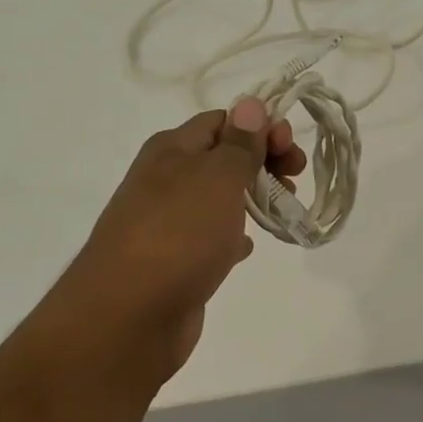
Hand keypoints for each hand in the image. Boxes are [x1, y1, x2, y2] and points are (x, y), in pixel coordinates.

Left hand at [52, 98, 305, 386]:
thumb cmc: (179, 235)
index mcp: (172, 149)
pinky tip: (247, 247)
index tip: (290, 149)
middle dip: (263, 161)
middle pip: (224, 156)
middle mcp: (166, 178)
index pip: (224, 120)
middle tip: (295, 178)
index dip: (261, 128)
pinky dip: (232, 235)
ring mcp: (168, 221)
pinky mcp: (174, 260)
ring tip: (282, 210)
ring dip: (253, 197)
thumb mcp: (218, 178)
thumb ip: (240, 144)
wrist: (127, 318)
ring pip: (219, 197)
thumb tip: (251, 103)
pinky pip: (210, 236)